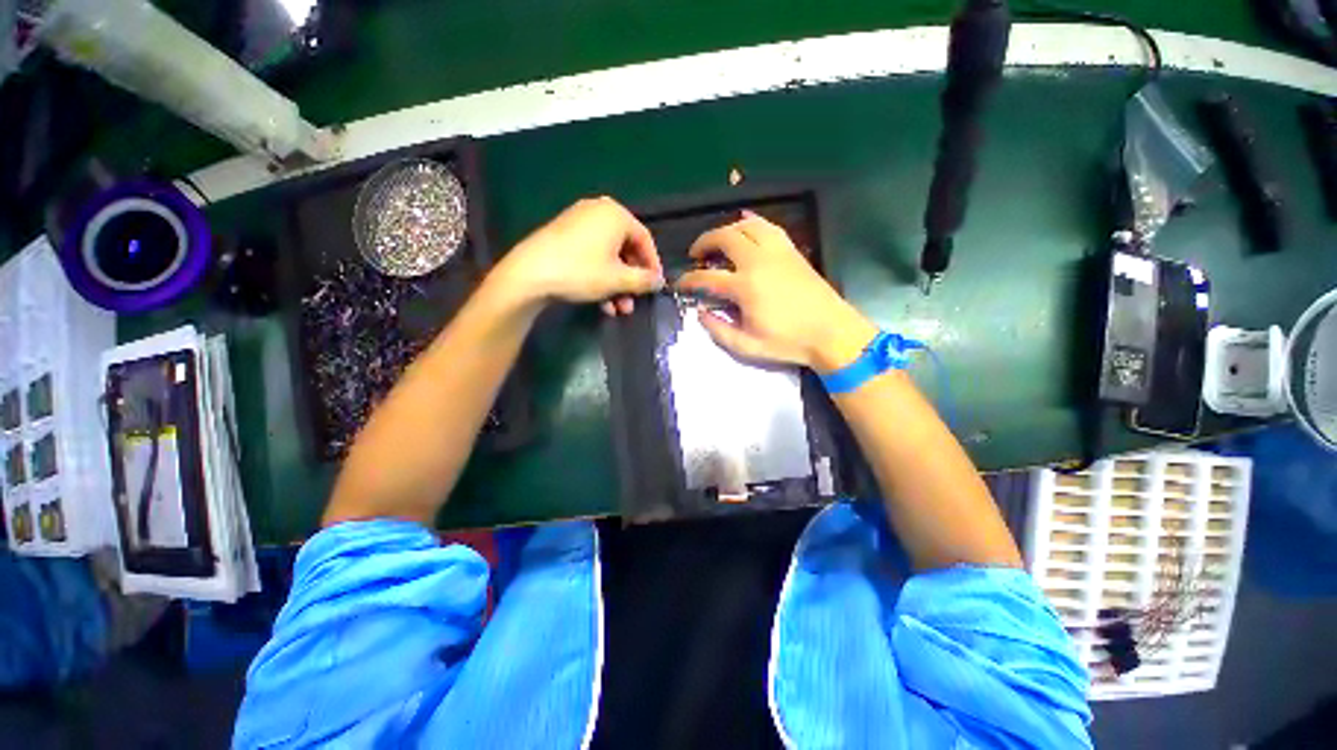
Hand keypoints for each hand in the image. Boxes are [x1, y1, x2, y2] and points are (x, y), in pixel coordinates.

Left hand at [496, 197, 663, 314]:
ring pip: (609, 257)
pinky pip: (592, 255)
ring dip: (616, 285)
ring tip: (617, 309)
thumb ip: (644, 280)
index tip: (656, 286)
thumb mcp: (618, 280)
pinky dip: (600, 277)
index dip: (653, 265)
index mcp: (616, 214)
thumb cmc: (581, 272)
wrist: (529, 274)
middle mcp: (598, 211)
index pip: (645, 239)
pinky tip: (601, 302)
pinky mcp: (564, 235)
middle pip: (626, 249)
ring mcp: (579, 222)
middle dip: (631, 281)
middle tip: (633, 302)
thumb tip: (660, 281)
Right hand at [676, 213, 877, 372]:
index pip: (706, 277)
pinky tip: (746, 224)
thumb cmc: (788, 342)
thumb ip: (719, 330)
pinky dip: (753, 222)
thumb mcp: (747, 347)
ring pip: (746, 226)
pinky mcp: (792, 250)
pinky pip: (769, 226)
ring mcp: (777, 252)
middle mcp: (758, 261)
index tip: (680, 284)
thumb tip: (701, 313)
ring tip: (718, 243)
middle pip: (723, 238)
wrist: (831, 332)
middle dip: (704, 243)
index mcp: (745, 287)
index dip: (688, 280)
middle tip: (696, 255)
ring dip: (726, 230)